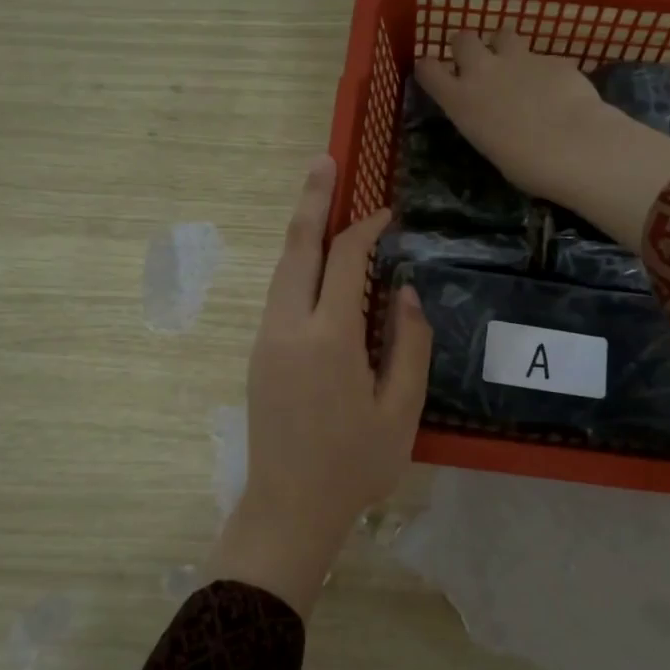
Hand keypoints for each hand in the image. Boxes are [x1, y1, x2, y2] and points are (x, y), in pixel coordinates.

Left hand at [206, 154, 433, 617]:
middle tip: (324, 161)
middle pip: (297, 247)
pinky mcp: (260, 352)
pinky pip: (280, 293)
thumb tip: (407, 292)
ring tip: (319, 196)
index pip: (346, 261)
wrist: (288, 507)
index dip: (367, 229)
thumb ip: (409, 345)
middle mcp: (289, 327)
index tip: (389, 214)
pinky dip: (298, 264)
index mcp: (328, 339)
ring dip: (302, 230)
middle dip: (311, 200)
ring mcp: (267, 338)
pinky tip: (315, 261)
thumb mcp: (400, 410)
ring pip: (283, 268)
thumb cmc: (354, 465)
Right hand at [414, 28, 612, 204]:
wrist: (574, 146)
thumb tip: (493, 116)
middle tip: (479, 63)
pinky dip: (544, 69)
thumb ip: (484, 120)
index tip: (434, 73)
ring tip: (517, 66)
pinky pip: (542, 57)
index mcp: (460, 100)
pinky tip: (557, 89)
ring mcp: (519, 59)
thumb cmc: (526, 165)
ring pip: (503, 33)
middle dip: (468, 47)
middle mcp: (483, 71)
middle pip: (463, 39)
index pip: (428, 69)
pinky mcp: (552, 58)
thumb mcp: (489, 145)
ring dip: (505, 46)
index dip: (429, 68)